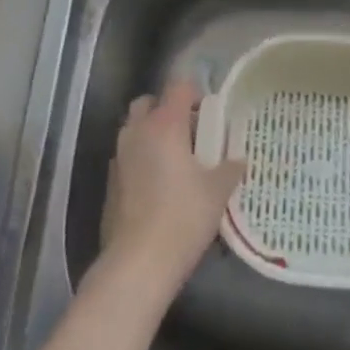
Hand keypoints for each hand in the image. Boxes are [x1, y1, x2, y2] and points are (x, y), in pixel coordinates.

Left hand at [98, 78, 245, 297]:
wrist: (138, 261)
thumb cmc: (183, 217)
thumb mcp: (217, 192)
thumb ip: (229, 169)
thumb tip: (239, 160)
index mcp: (165, 125)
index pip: (178, 87)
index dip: (195, 92)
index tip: (210, 111)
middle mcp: (137, 132)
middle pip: (148, 102)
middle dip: (167, 109)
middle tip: (190, 131)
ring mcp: (119, 156)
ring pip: (134, 128)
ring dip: (152, 132)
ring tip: (176, 158)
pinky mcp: (110, 180)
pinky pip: (127, 155)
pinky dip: (141, 157)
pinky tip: (158, 183)